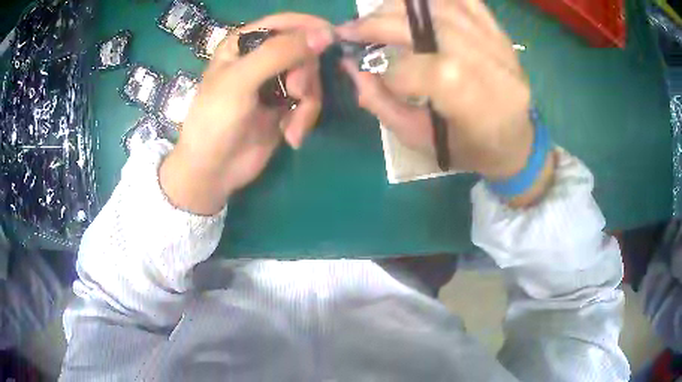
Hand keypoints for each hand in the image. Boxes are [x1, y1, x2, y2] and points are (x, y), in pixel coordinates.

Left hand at [160, 14, 333, 214]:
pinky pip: (310, 101)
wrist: (213, 171)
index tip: (331, 38)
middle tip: (296, 92)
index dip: (309, 26)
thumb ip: (279, 53)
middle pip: (304, 50)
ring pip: (311, 77)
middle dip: (305, 73)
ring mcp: (275, 82)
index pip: (284, 22)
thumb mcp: (241, 81)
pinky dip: (305, 118)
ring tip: (292, 125)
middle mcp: (261, 58)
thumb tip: (324, 34)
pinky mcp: (285, 106)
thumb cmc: (215, 121)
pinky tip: (291, 136)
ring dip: (308, 102)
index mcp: (244, 44)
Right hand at [336, 0, 536, 181]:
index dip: (390, 71)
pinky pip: (465, 0)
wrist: (516, 141)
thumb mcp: (421, 141)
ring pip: (443, 6)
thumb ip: (381, 103)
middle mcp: (491, 68)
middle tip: (351, 29)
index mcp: (476, 106)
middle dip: (381, 25)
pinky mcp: (500, 33)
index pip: (424, 71)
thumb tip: (351, 67)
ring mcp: (499, 45)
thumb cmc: (469, 149)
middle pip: (429, 27)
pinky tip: (412, 6)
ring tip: (377, 16)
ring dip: (400, 7)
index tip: (372, 74)